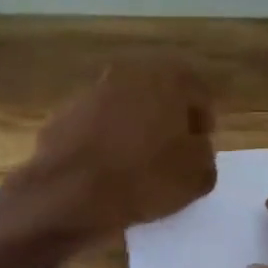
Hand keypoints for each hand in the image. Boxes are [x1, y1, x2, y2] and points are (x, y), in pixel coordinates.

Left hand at [8, 61, 217, 242]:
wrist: (69, 193)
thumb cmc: (144, 178)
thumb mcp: (197, 177)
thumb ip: (204, 156)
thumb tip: (193, 151)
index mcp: (167, 78)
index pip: (198, 95)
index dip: (203, 125)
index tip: (198, 153)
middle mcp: (127, 74)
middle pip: (158, 97)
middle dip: (166, 123)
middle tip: (169, 157)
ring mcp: (90, 93)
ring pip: (123, 110)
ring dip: (132, 131)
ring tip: (135, 168)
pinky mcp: (62, 116)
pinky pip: (94, 128)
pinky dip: (102, 144)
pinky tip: (104, 173)